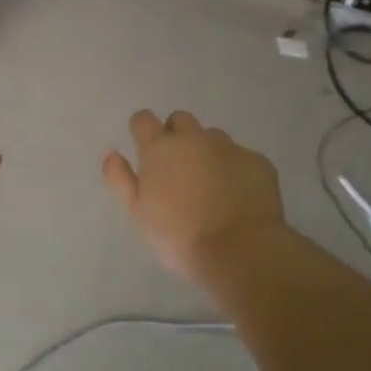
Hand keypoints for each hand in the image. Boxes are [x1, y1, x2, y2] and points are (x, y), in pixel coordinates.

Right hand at [102, 110, 287, 284]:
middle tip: (176, 168)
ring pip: (213, 137)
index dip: (142, 130)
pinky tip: (237, 196)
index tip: (144, 147)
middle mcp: (194, 138)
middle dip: (176, 135)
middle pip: (180, 120)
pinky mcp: (259, 162)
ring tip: (210, 184)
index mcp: (160, 148)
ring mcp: (230, 147)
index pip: (143, 119)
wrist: (241, 251)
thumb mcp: (138, 212)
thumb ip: (120, 179)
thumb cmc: (178, 235)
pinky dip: (235, 170)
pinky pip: (241, 157)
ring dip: (206, 152)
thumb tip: (112, 153)